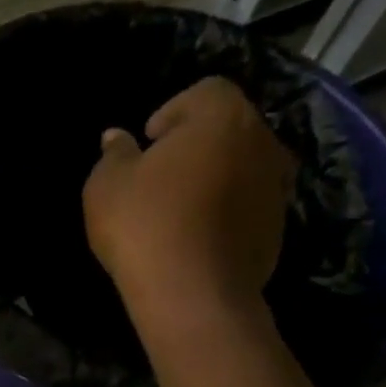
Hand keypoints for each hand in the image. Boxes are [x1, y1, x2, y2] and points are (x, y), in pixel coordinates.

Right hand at [83, 76, 296, 321]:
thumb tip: (117, 137)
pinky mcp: (279, 227)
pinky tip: (197, 237)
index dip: (172, 112)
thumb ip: (114, 154)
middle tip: (161, 177)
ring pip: (243, 167)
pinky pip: (249, 205)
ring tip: (181, 210)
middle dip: (197, 144)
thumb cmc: (145, 226)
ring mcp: (277, 186)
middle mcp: (261, 140)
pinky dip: (227, 211)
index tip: (148, 144)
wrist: (193, 294)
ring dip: (216, 178)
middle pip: (229, 128)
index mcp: (222, 116)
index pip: (204, 91)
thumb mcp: (106, 186)